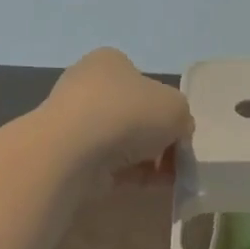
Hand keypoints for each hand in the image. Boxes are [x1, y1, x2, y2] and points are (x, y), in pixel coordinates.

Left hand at [43, 48, 192, 188]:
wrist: (72, 152)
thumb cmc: (128, 113)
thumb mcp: (176, 107)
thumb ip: (182, 118)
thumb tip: (177, 134)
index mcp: (110, 62)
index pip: (144, 81)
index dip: (166, 107)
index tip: (179, 131)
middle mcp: (87, 86)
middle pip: (133, 113)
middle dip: (156, 137)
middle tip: (175, 157)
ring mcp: (73, 122)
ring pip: (120, 141)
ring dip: (145, 159)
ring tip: (166, 177)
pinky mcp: (66, 155)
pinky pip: (107, 164)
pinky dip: (129, 175)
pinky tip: (149, 186)